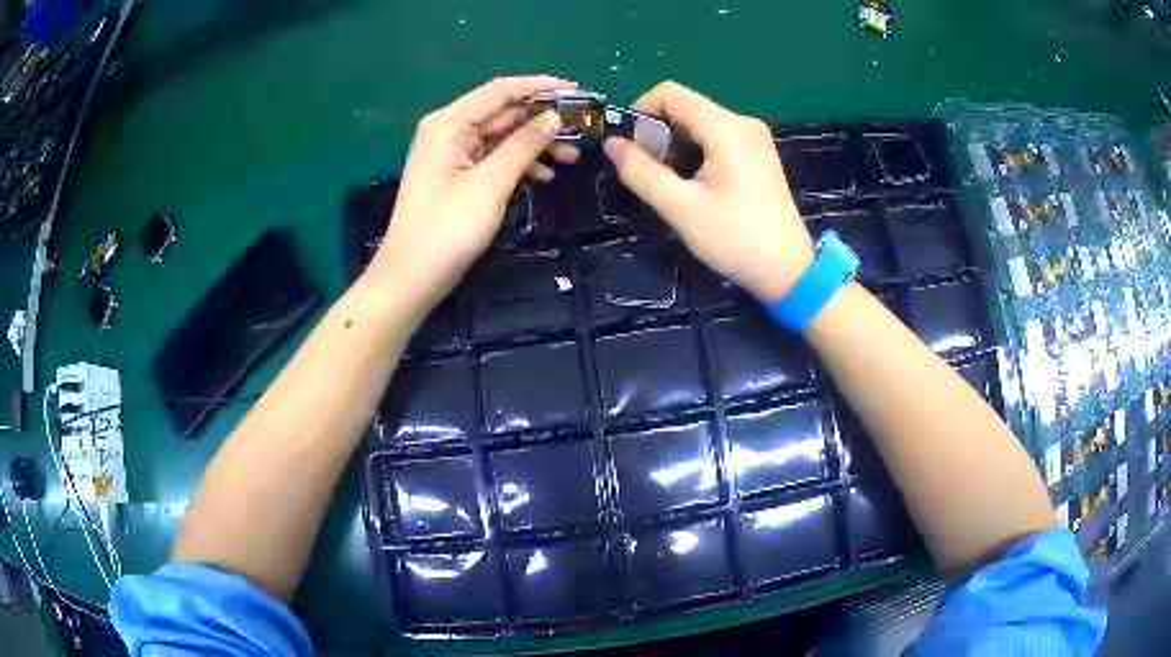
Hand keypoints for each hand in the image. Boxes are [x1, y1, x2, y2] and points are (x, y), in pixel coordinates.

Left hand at [369, 76, 579, 306]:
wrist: (411, 277)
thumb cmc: (448, 228)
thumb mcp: (491, 183)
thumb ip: (524, 145)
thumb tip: (554, 117)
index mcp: (449, 122)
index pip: (501, 90)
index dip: (542, 87)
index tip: (579, 92)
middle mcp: (448, 130)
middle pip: (502, 112)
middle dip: (542, 119)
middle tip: (581, 130)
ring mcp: (451, 153)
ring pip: (501, 136)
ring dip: (534, 143)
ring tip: (571, 157)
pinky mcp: (456, 175)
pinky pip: (492, 157)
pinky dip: (518, 163)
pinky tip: (544, 175)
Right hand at [603, 81, 812, 303]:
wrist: (788, 271)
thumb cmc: (735, 239)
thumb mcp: (680, 208)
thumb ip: (641, 171)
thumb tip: (612, 144)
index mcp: (726, 128)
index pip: (670, 93)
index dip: (640, 111)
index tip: (630, 147)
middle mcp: (742, 122)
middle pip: (685, 106)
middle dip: (657, 131)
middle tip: (648, 171)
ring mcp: (754, 137)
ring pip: (700, 122)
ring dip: (675, 143)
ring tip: (670, 182)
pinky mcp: (758, 153)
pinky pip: (717, 136)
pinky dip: (696, 150)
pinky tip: (695, 183)